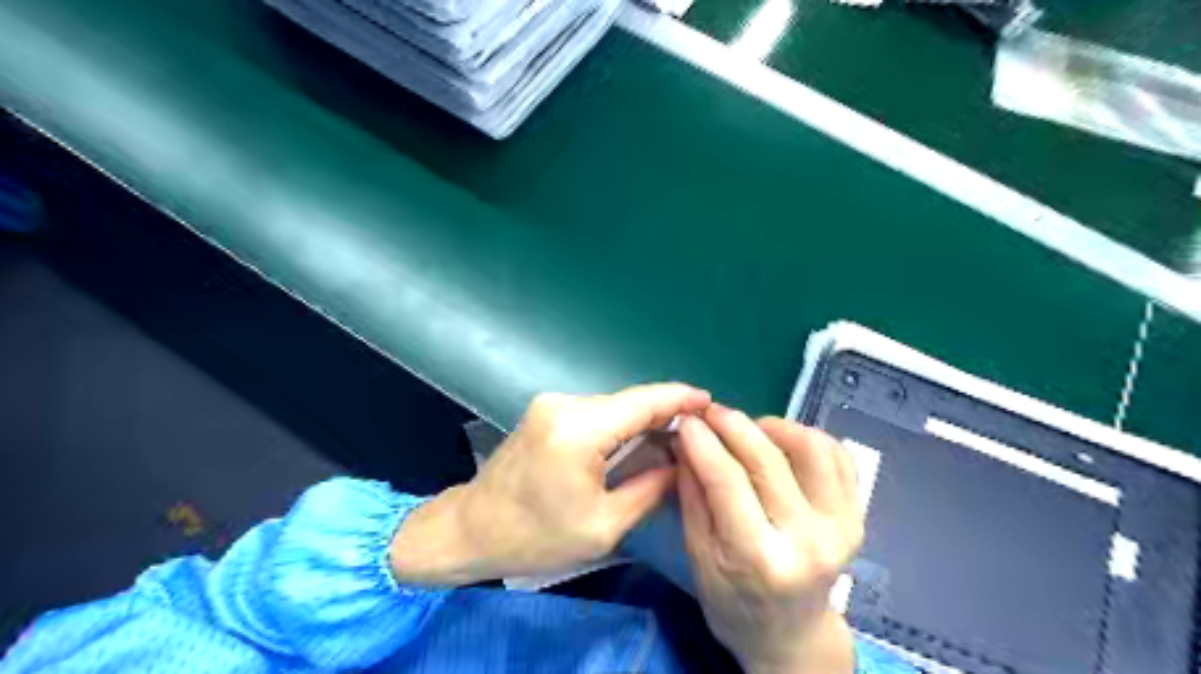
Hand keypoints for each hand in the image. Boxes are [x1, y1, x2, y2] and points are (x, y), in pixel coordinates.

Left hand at [396, 385, 711, 583]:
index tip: (710, 401)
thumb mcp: (604, 525)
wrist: (470, 529)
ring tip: (675, 437)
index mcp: (579, 430)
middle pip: (629, 401)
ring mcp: (552, 404)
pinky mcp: (546, 411)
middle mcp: (565, 404)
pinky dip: (620, 422)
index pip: (642, 403)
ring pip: (613, 405)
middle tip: (699, 429)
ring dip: (643, 418)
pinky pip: (595, 411)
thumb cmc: (536, 537)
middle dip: (665, 412)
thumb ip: (650, 487)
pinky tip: (638, 438)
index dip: (679, 399)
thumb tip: (683, 462)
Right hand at [675, 404, 862, 672]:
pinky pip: (838, 456)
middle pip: (768, 460)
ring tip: (747, 428)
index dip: (703, 442)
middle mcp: (808, 541)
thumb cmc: (732, 601)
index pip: (727, 481)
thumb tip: (686, 438)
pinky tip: (780, 441)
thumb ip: (692, 494)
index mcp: (759, 560)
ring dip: (773, 426)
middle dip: (732, 424)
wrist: (790, 635)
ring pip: (811, 448)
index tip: (686, 420)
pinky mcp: (857, 516)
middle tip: (709, 411)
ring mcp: (841, 527)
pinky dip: (807, 436)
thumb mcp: (697, 555)